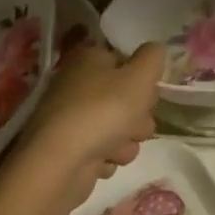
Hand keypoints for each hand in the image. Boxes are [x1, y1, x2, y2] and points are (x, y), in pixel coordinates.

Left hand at [11, 42, 161, 206]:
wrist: (59, 165)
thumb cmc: (104, 111)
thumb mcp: (141, 76)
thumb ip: (153, 57)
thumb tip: (155, 49)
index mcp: (90, 60)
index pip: (128, 62)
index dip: (143, 79)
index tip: (148, 93)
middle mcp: (77, 85)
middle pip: (126, 97)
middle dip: (138, 115)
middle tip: (133, 122)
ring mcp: (71, 119)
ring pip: (119, 127)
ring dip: (126, 140)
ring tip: (115, 147)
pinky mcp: (69, 150)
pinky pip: (102, 151)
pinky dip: (106, 157)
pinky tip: (101, 161)